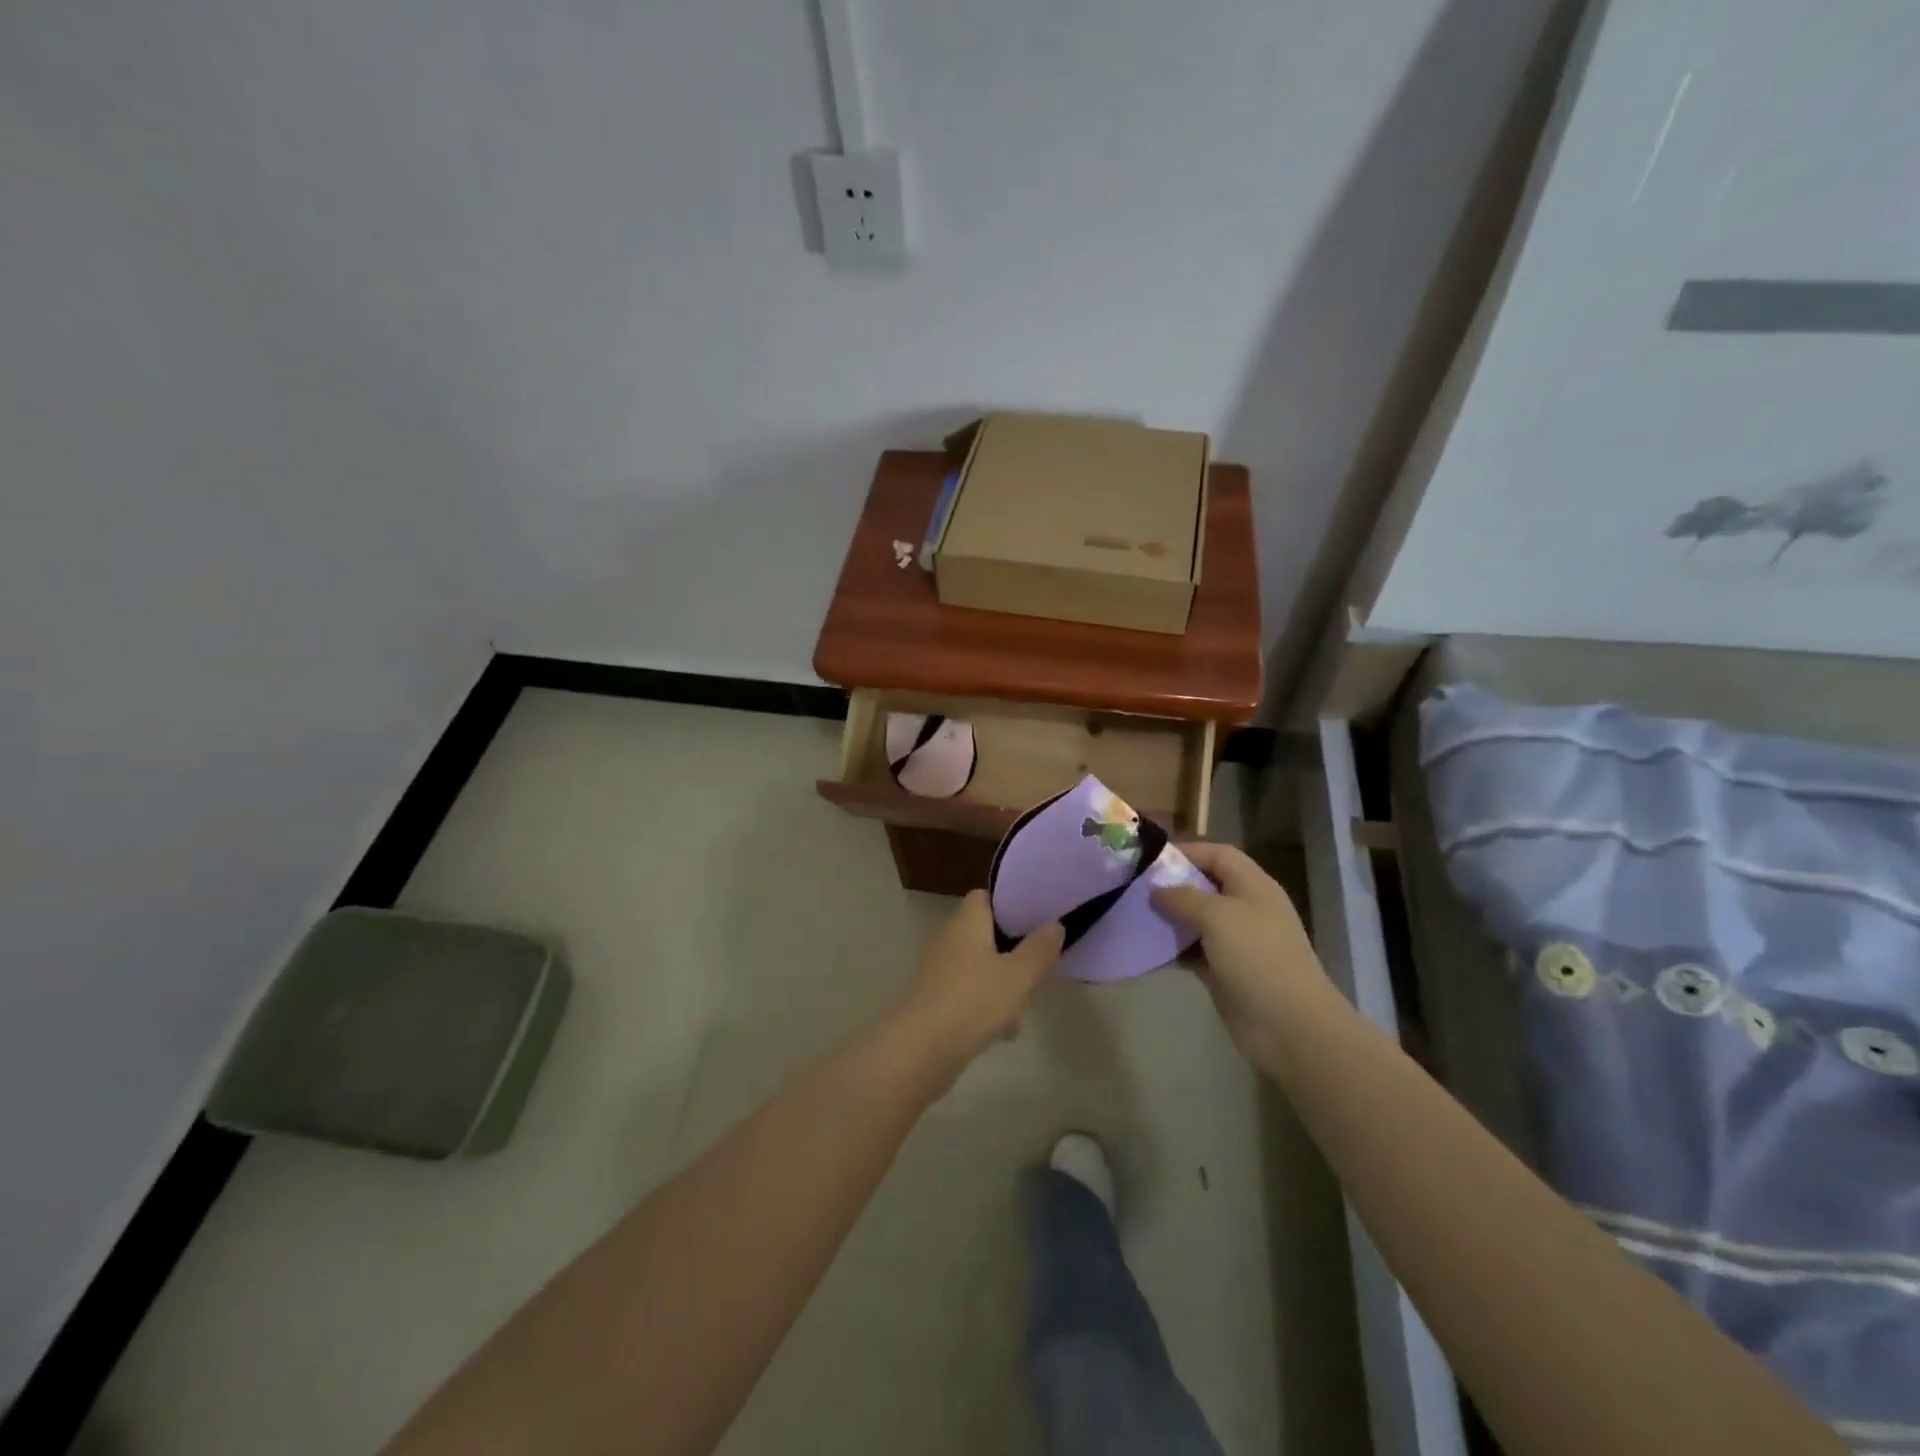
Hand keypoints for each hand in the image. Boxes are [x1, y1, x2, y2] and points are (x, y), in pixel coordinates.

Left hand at [892, 891, 1063, 1079]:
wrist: (921, 1049)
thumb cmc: (974, 1001)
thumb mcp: (1019, 975)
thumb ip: (1039, 949)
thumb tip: (1054, 924)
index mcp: (966, 922)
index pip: (984, 896)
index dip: (1010, 904)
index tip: (1036, 918)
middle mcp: (949, 938)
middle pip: (986, 933)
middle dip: (1013, 951)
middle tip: (1039, 966)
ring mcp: (938, 969)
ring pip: (979, 966)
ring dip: (1003, 982)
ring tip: (1026, 1005)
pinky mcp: (934, 998)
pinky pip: (968, 992)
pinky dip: (986, 1005)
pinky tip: (1004, 1031)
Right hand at [1151, 842, 1334, 1069]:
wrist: (1290, 1026)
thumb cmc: (1257, 957)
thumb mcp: (1217, 916)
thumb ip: (1183, 897)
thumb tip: (1157, 890)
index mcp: (1253, 886)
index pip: (1219, 854)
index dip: (1188, 852)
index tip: (1150, 860)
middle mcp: (1246, 909)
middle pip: (1205, 886)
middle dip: (1172, 885)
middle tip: (1135, 888)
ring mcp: (1237, 942)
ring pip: (1196, 920)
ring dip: (1169, 919)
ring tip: (1135, 916)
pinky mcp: (1226, 971)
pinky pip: (1194, 951)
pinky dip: (1173, 949)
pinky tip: (1147, 949)